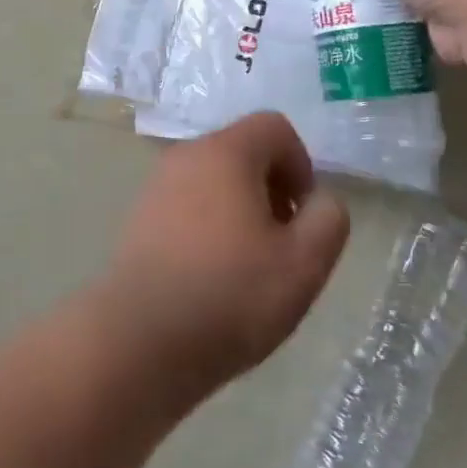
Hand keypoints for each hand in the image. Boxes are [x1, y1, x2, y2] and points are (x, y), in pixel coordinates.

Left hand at [100, 114, 349, 400]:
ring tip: (248, 266)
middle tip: (281, 244)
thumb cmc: (229, 295)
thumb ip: (328, 219)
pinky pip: (188, 205)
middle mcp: (186, 155)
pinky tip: (212, 276)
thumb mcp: (304, 263)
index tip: (302, 216)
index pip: (275, 127)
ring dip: (241, 210)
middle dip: (272, 189)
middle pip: (243, 152)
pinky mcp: (139, 218)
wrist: (138, 340)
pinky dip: (209, 226)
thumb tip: (320, 200)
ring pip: (214, 181)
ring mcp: (156, 186)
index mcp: (225, 151)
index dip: (301, 165)